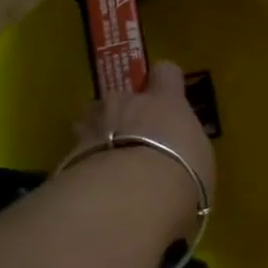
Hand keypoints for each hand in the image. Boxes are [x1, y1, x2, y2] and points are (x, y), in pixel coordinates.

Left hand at [71, 62, 216, 240]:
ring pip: (91, 119)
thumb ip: (186, 147)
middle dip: (125, 114)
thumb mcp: (200, 160)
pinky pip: (77, 152)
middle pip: (120, 96)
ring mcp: (92, 125)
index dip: (166, 82)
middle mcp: (126, 103)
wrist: (131, 195)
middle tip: (135, 141)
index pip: (166, 72)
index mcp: (165, 102)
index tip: (169, 98)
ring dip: (99, 134)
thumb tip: (182, 153)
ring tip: (108, 163)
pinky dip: (84, 165)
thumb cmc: (182, 173)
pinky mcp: (67, 153)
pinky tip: (94, 187)